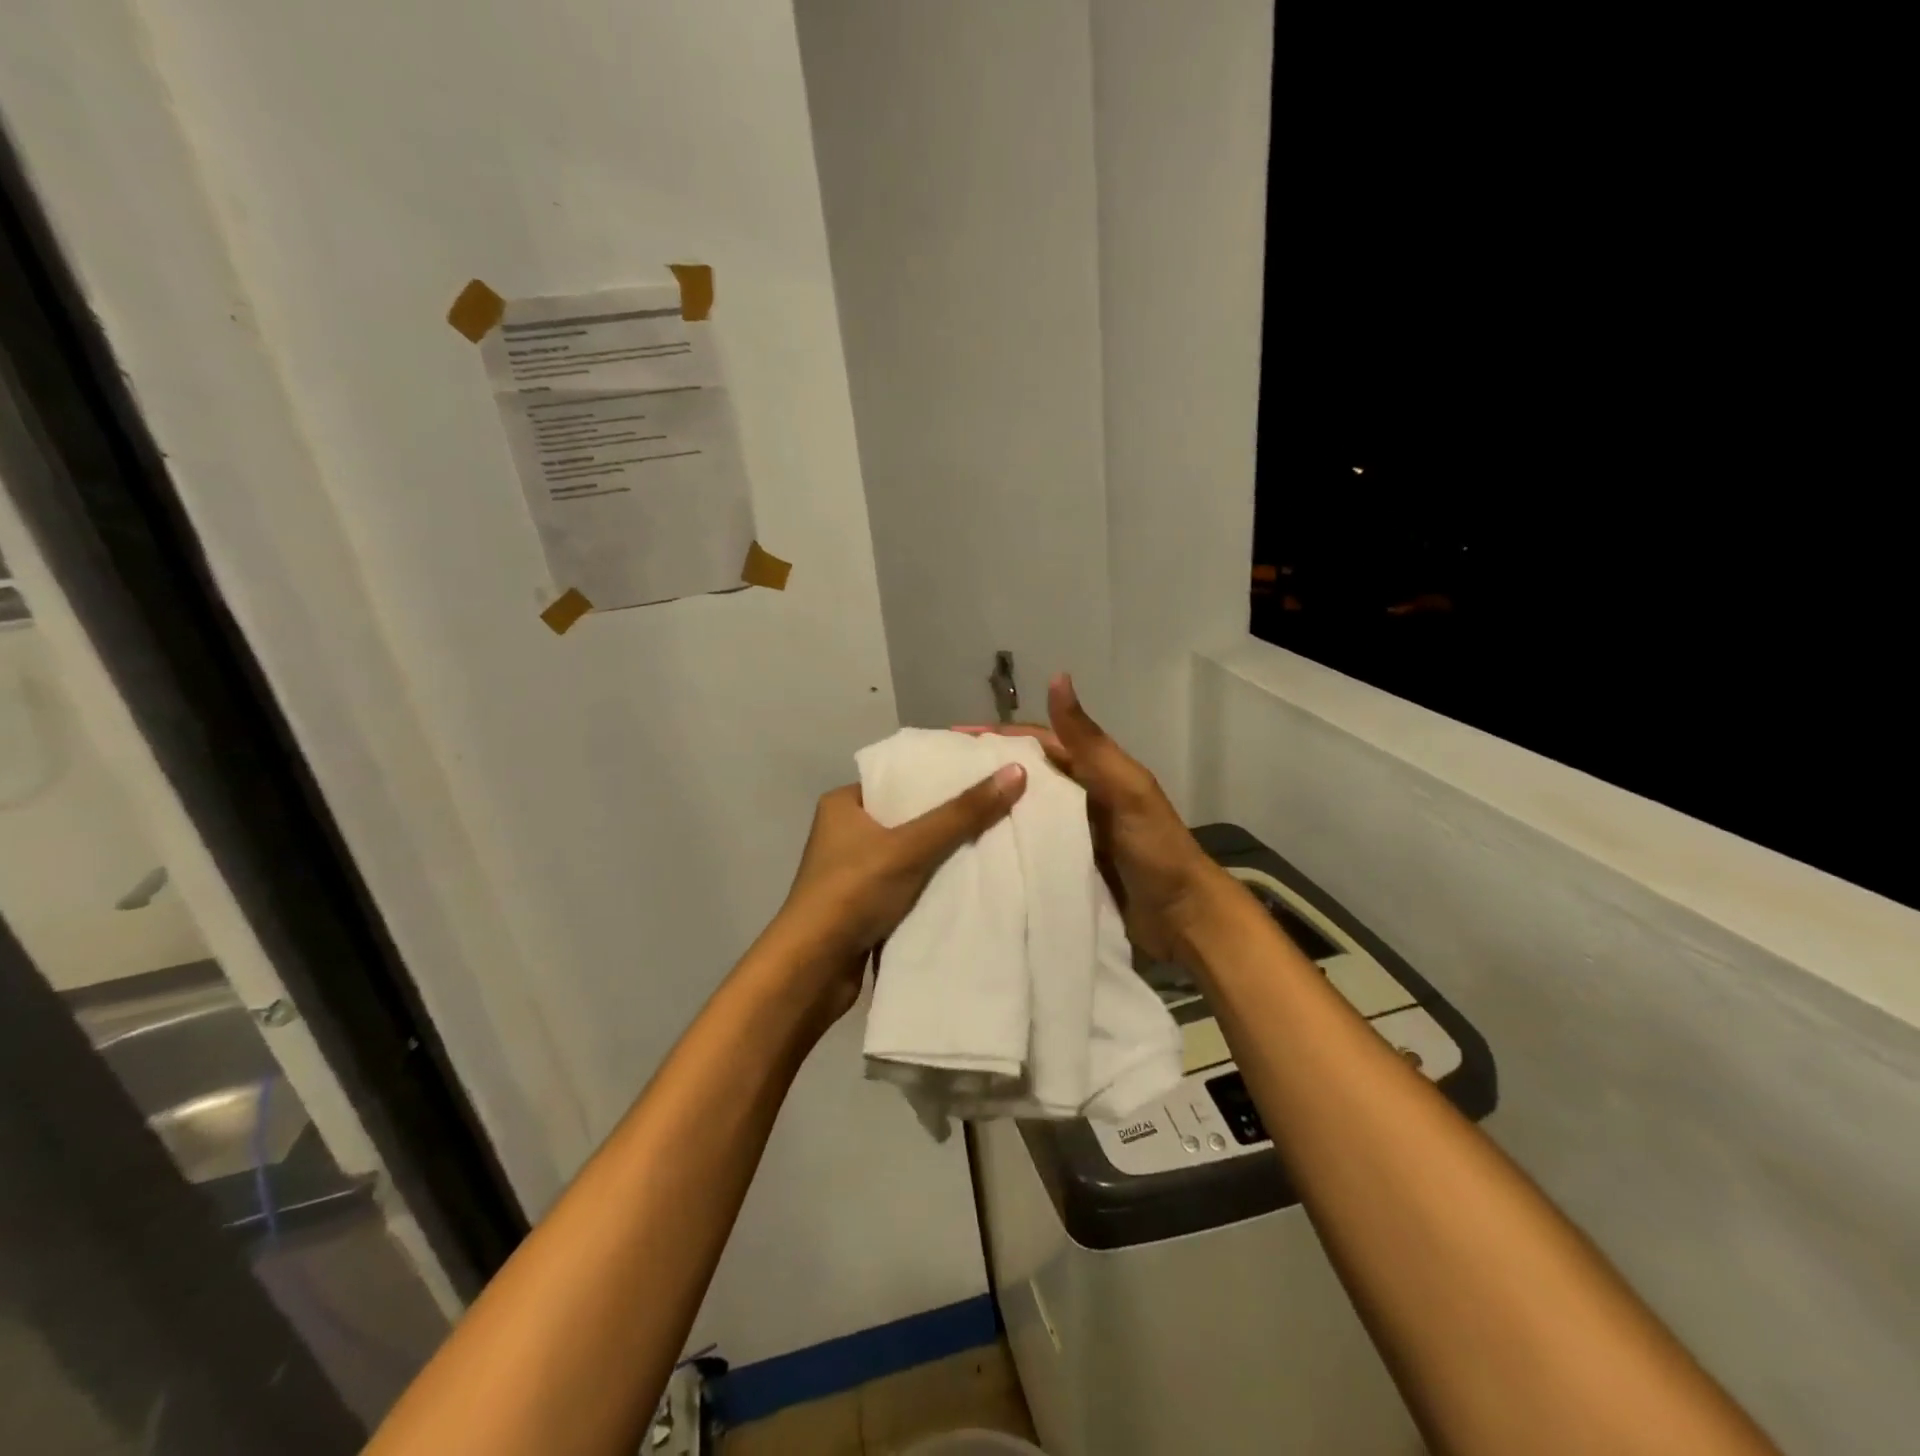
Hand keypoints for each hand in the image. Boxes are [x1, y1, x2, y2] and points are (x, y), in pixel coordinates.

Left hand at [770, 764, 1027, 1018]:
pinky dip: (931, 884)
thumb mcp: (911, 846)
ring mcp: (852, 872)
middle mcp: (844, 833)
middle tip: (996, 808)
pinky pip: (906, 884)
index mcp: (843, 804)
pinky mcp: (863, 905)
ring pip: (909, 853)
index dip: (939, 776)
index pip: (899, 778)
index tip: (983, 775)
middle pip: (908, 816)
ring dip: (941, 855)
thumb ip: (962, 814)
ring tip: (993, 841)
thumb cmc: (853, 892)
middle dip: (948, 818)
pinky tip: (968, 881)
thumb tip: (1016, 771)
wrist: (812, 970)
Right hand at [959, 674, 1227, 959]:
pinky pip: (1029, 847)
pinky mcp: (1067, 867)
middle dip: (986, 772)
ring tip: (942, 813)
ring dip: (990, 808)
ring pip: (1024, 812)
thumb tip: (1058, 677)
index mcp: (1093, 771)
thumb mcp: (1123, 788)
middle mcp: (1079, 797)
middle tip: (936, 779)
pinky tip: (972, 850)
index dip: (997, 736)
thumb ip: (1088, 741)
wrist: (1183, 919)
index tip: (951, 737)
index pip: (1037, 742)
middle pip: (1025, 776)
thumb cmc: (1155, 848)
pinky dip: (1004, 843)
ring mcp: (1072, 834)